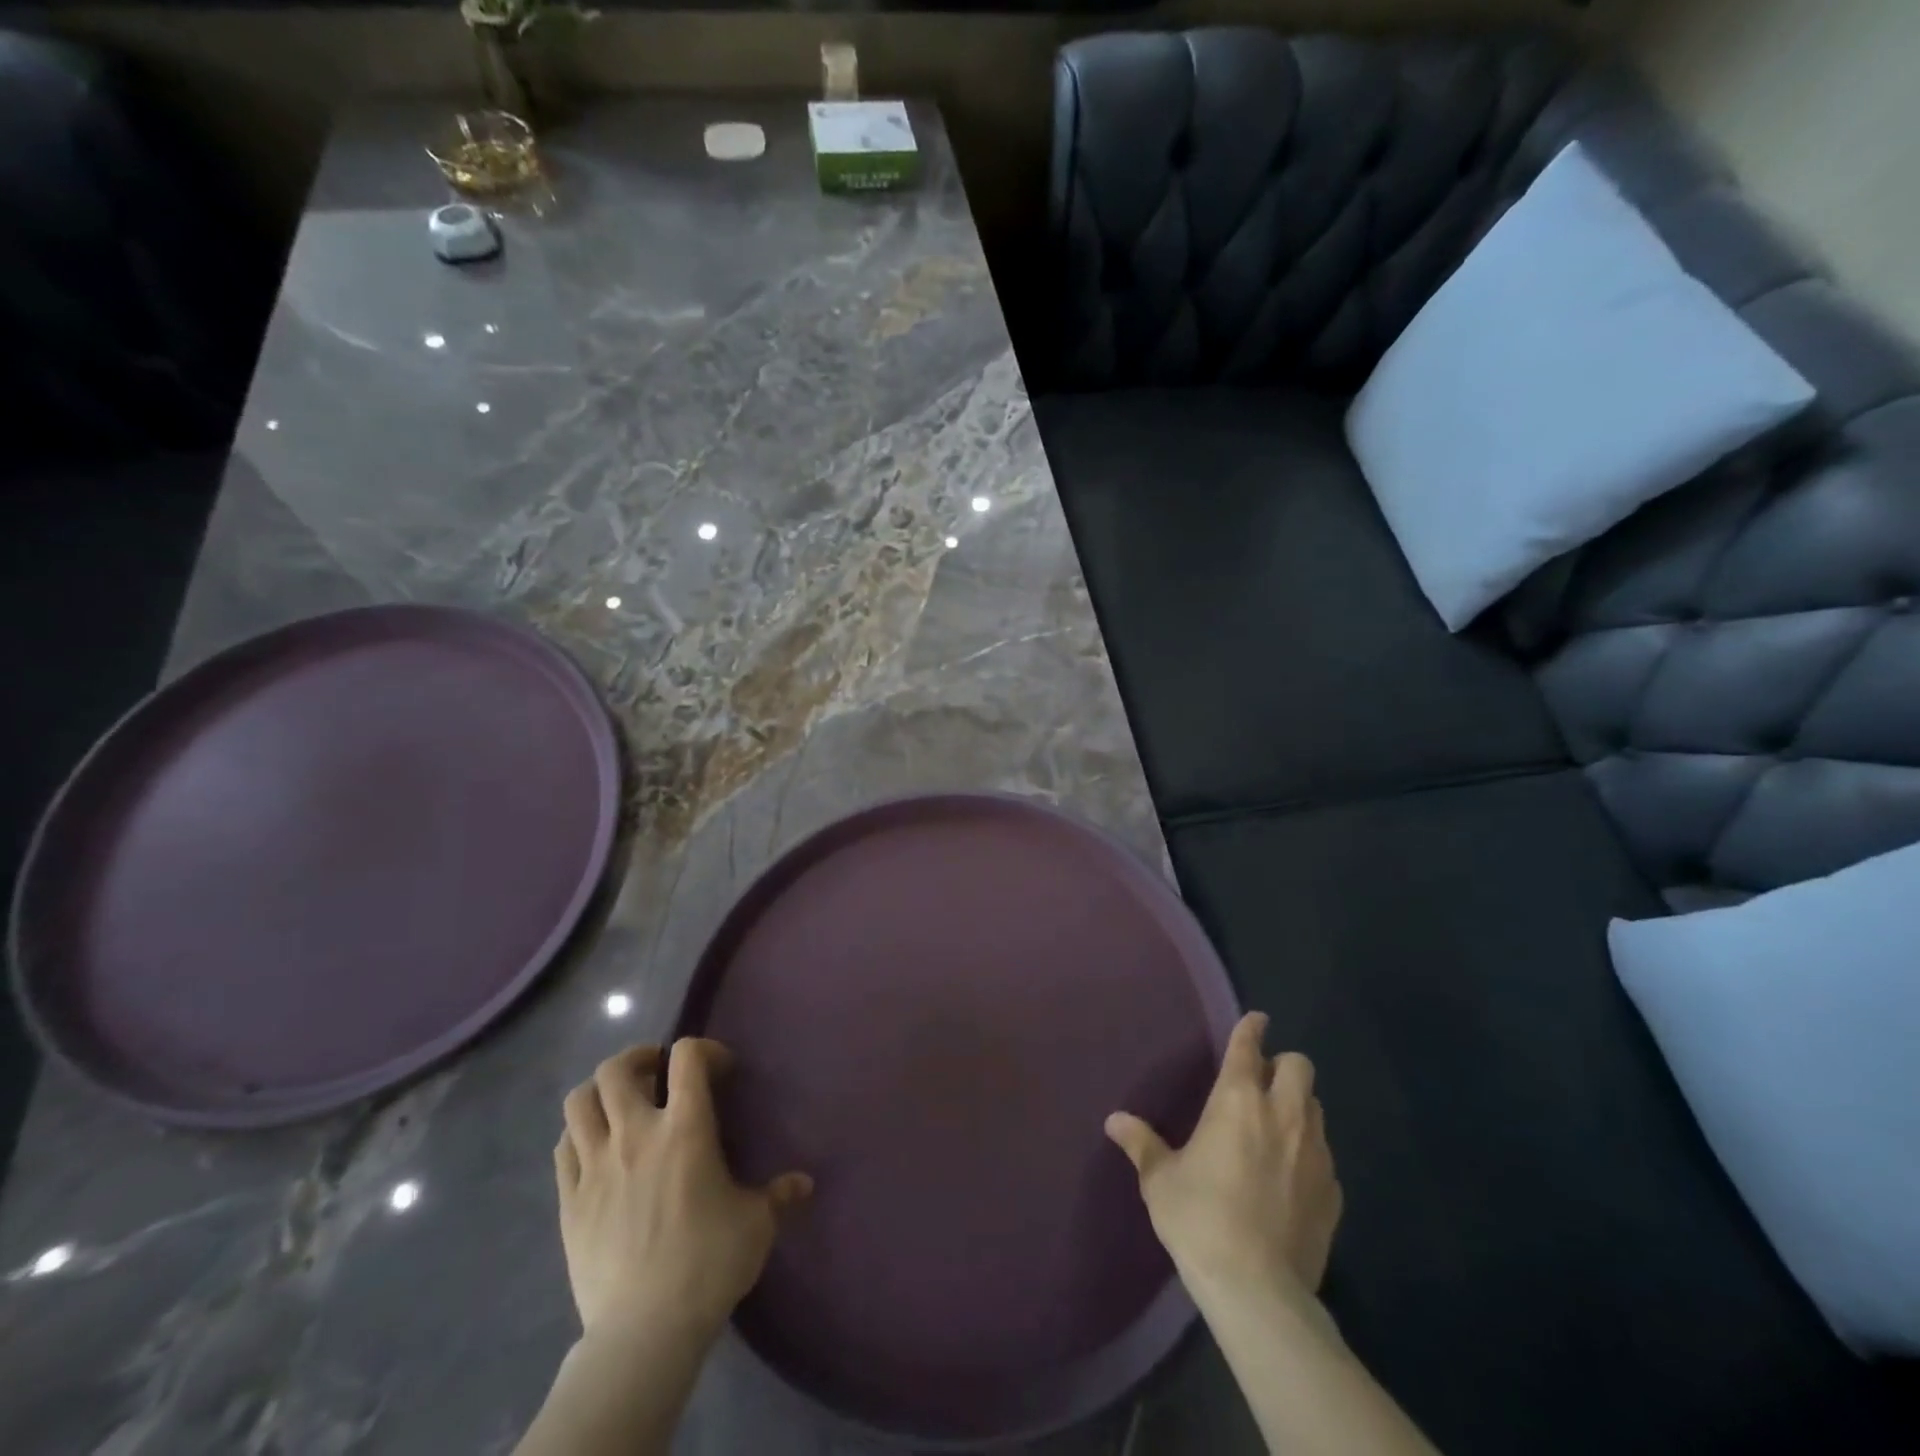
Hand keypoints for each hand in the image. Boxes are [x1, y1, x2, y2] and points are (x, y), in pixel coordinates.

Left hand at [555, 1039, 812, 1345]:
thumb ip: (780, 1195)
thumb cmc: (707, 1265)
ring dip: (599, 1091)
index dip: (704, 1049)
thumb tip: (805, 1184)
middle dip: (638, 1059)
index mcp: (685, 1128)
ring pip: (579, 1101)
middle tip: (657, 1073)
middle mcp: (635, 1134)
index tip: (719, 1071)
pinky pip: (562, 1147)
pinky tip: (596, 1147)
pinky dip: (578, 1134)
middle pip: (616, 1069)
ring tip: (620, 1103)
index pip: (687, 1056)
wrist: (643, 1333)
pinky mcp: (568, 1201)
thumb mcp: (757, 1225)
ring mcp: (594, 1166)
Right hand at [1105, 1012, 1341, 1304]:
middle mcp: (1282, 1115)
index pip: (1249, 1047)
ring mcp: (1314, 1153)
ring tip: (1276, 1126)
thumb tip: (1114, 1120)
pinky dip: (1309, 1153)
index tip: (1256, 1019)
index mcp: (1237, 1101)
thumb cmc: (1200, 1218)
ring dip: (1298, 1106)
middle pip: (1299, 1066)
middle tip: (1262, 1082)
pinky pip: (1325, 1155)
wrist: (1257, 1289)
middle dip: (1283, 1065)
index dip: (1252, 1027)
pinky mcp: (1333, 1192)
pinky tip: (1290, 1177)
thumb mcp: (1161, 1180)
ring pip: (1316, 1107)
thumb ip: (1141, 1143)